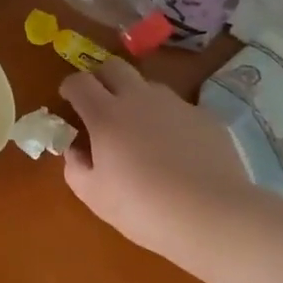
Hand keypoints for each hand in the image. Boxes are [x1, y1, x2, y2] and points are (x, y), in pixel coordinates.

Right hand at [59, 59, 251, 260]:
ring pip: (148, 85)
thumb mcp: (94, 196)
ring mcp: (176, 104)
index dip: (70, 87)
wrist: (213, 216)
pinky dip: (169, 120)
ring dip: (136, 98)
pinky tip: (177, 150)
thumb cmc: (143, 208)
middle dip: (101, 78)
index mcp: (106, 115)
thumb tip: (75, 150)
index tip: (68, 100)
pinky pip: (179, 108)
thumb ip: (75, 166)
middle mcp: (139, 98)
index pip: (79, 81)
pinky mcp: (205, 117)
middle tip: (100, 104)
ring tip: (141, 131)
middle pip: (113, 66)